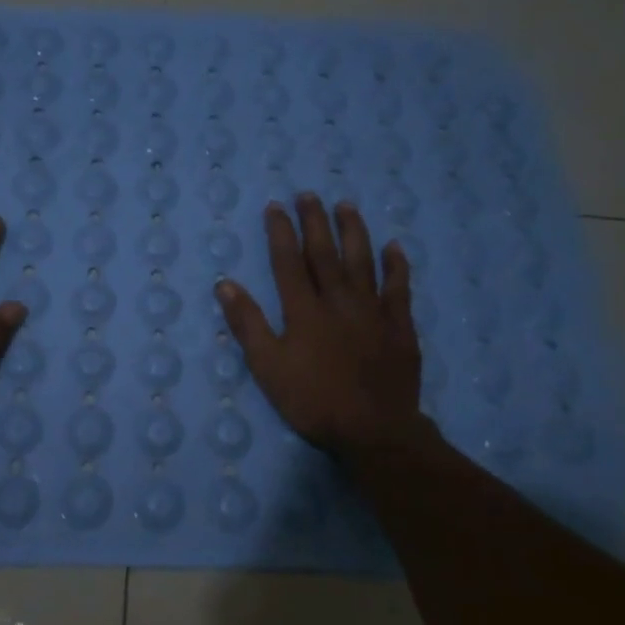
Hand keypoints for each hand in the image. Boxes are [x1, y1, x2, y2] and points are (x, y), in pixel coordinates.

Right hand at [214, 194, 428, 461]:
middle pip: (325, 253)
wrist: (374, 430)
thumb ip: (248, 324)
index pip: (288, 261)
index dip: (280, 232)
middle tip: (309, 194)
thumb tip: (225, 284)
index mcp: (304, 310)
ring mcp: (373, 311)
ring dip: (354, 231)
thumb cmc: (313, 401)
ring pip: (362, 262)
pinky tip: (394, 247)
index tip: (276, 206)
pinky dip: (396, 266)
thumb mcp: (268, 367)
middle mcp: (339, 301)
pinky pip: (399, 289)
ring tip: (346, 206)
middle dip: (315, 221)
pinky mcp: (399, 327)